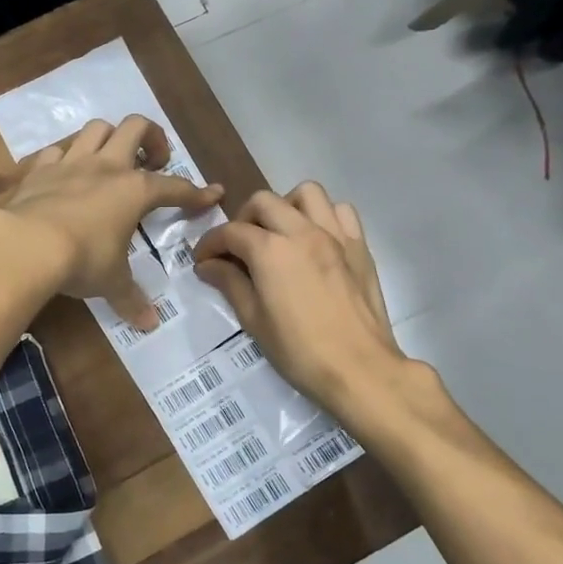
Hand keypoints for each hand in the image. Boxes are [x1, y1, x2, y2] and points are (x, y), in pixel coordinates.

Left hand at [0, 116, 222, 325]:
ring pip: (96, 128)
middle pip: (136, 127)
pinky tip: (66, 175)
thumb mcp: (111, 282)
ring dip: (109, 138)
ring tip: (112, 160)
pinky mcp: (39, 170)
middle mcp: (106, 167)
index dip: (196, 192)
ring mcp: (70, 163)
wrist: (25, 244)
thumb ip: (131, 298)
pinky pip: (57, 151)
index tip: (212, 193)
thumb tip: (149, 324)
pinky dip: (66, 158)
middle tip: (154, 162)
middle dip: (152, 138)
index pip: (174, 187)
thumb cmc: (82, 260)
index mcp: (134, 191)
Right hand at [193, 182, 412, 422]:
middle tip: (238, 248)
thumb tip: (208, 265)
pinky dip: (324, 216)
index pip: (231, 232)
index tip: (203, 260)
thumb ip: (230, 284)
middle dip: (243, 219)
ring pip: (306, 194)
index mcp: (270, 250)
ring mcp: (335, 235)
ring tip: (279, 233)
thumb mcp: (254, 320)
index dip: (210, 243)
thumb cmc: (299, 351)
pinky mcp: (360, 246)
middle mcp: (302, 231)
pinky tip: (316, 240)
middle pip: (263, 202)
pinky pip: (341, 211)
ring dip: (286, 207)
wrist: (360, 370)